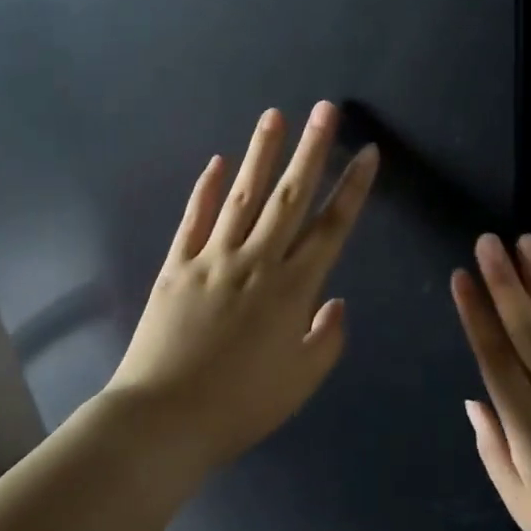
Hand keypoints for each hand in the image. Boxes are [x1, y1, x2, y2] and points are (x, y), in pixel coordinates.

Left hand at [106, 102, 377, 467]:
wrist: (163, 420)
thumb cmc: (240, 406)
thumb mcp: (300, 382)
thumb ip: (327, 339)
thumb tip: (336, 303)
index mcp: (292, 290)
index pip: (331, 227)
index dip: (353, 188)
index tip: (367, 152)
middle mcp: (256, 262)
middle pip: (289, 196)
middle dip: (311, 150)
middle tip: (325, 109)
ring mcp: (213, 259)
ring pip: (243, 196)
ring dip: (261, 153)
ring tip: (275, 116)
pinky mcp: (176, 266)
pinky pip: (195, 219)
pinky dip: (207, 189)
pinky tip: (218, 162)